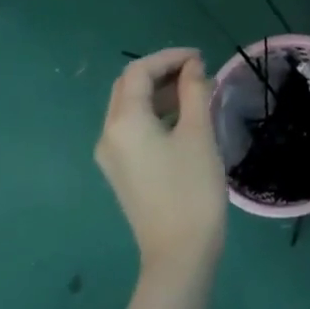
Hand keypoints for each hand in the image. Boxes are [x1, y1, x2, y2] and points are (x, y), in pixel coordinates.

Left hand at [94, 50, 228, 274]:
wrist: (179, 250)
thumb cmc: (192, 188)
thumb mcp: (198, 133)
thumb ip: (195, 93)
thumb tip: (193, 67)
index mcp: (124, 122)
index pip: (138, 72)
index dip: (169, 57)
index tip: (201, 57)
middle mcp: (108, 134)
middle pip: (128, 88)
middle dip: (161, 72)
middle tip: (198, 70)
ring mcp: (111, 155)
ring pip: (129, 108)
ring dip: (159, 92)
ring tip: (196, 90)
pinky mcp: (122, 171)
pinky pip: (133, 128)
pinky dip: (156, 113)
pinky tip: (184, 117)